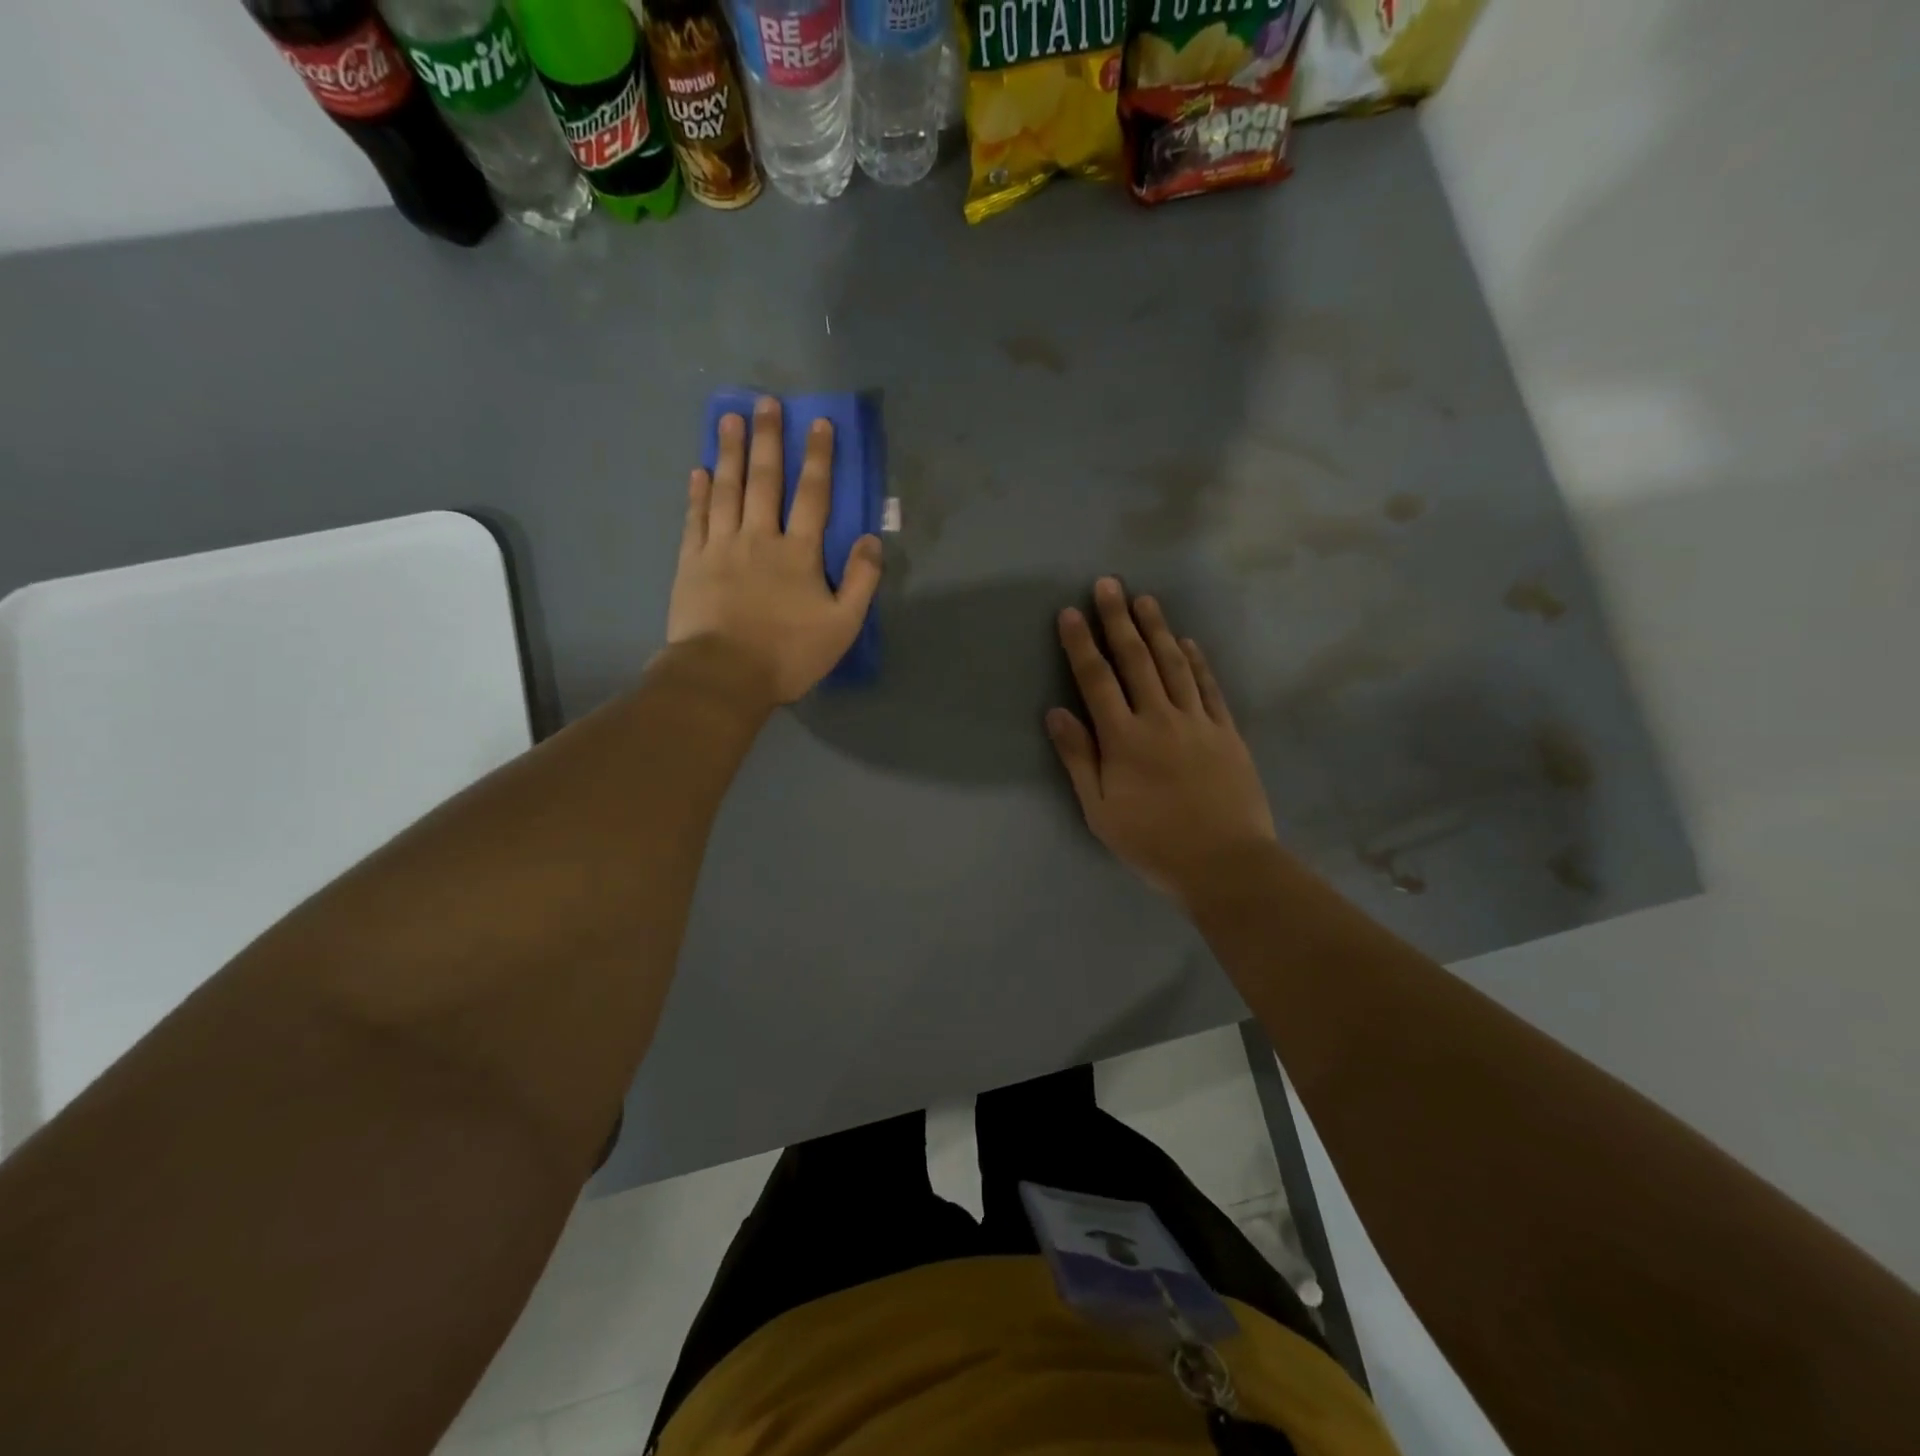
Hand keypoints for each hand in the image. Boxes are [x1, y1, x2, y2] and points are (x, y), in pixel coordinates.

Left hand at [667, 397, 881, 703]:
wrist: (724, 675)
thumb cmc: (788, 654)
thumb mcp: (842, 626)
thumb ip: (862, 581)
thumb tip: (874, 540)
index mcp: (799, 553)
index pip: (813, 495)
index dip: (818, 458)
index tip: (818, 422)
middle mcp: (759, 538)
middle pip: (765, 480)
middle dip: (768, 440)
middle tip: (764, 403)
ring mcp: (721, 547)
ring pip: (726, 490)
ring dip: (729, 453)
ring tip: (728, 419)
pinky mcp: (691, 562)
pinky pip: (695, 518)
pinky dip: (697, 493)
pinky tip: (698, 472)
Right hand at [1047, 578, 1277, 906]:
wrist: (1225, 863)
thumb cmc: (1153, 842)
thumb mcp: (1100, 811)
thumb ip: (1079, 758)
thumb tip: (1056, 713)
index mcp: (1124, 739)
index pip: (1097, 680)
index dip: (1082, 644)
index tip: (1071, 612)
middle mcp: (1160, 719)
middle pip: (1136, 660)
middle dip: (1119, 620)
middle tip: (1108, 584)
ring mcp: (1198, 722)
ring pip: (1174, 664)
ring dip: (1157, 629)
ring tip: (1145, 600)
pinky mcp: (1226, 732)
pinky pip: (1208, 687)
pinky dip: (1197, 660)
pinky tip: (1187, 642)